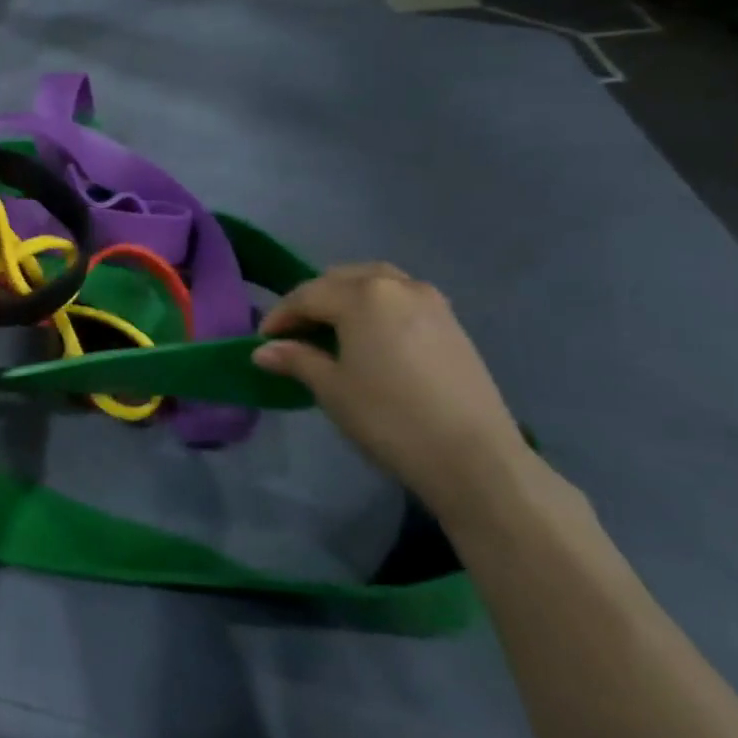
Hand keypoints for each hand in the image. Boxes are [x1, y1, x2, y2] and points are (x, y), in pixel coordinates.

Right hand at [251, 264, 535, 513]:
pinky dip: (377, 308)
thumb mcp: (332, 389)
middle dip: (313, 301)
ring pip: (376, 283)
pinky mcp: (452, 323)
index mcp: (363, 295)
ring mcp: (431, 301)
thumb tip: (264, 350)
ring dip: (347, 299)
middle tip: (295, 333)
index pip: (307, 295)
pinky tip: (371, 340)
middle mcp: (397, 285)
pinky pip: (402, 299)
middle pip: (342, 279)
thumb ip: (296, 360)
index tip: (263, 341)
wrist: (474, 457)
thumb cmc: (389, 418)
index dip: (280, 317)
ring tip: (332, 331)